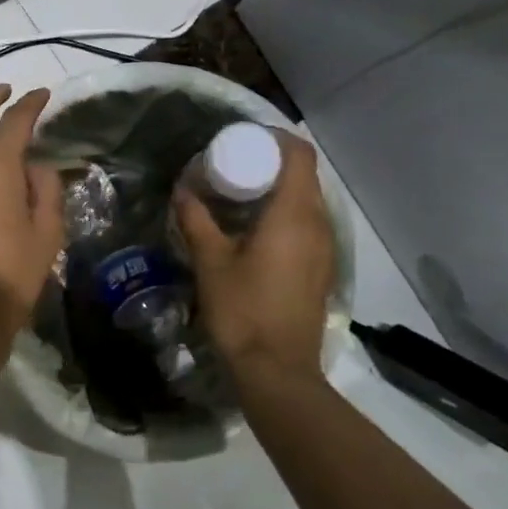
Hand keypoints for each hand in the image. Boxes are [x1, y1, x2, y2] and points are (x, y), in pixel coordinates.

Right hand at [175, 131, 336, 384]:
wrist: (277, 370)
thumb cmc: (242, 309)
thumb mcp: (210, 261)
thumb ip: (196, 219)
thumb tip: (182, 189)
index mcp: (293, 214)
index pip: (299, 154)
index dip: (275, 138)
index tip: (244, 140)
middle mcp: (318, 224)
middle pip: (304, 175)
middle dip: (271, 162)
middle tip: (234, 165)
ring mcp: (325, 248)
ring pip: (307, 201)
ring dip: (278, 190)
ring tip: (241, 195)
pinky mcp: (322, 268)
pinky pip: (308, 224)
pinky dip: (285, 214)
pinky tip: (255, 230)